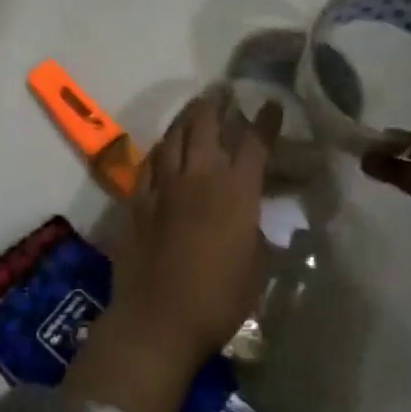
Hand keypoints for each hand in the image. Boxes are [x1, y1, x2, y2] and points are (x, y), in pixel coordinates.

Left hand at [116, 86, 283, 371]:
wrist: (158, 319)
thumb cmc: (218, 300)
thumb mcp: (255, 267)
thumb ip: (254, 232)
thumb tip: (252, 217)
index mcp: (236, 192)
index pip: (254, 144)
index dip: (265, 121)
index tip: (272, 105)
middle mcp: (199, 178)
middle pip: (206, 126)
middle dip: (216, 103)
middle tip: (222, 91)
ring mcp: (164, 187)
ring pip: (173, 137)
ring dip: (186, 118)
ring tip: (194, 109)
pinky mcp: (138, 201)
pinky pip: (149, 163)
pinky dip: (160, 149)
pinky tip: (163, 148)